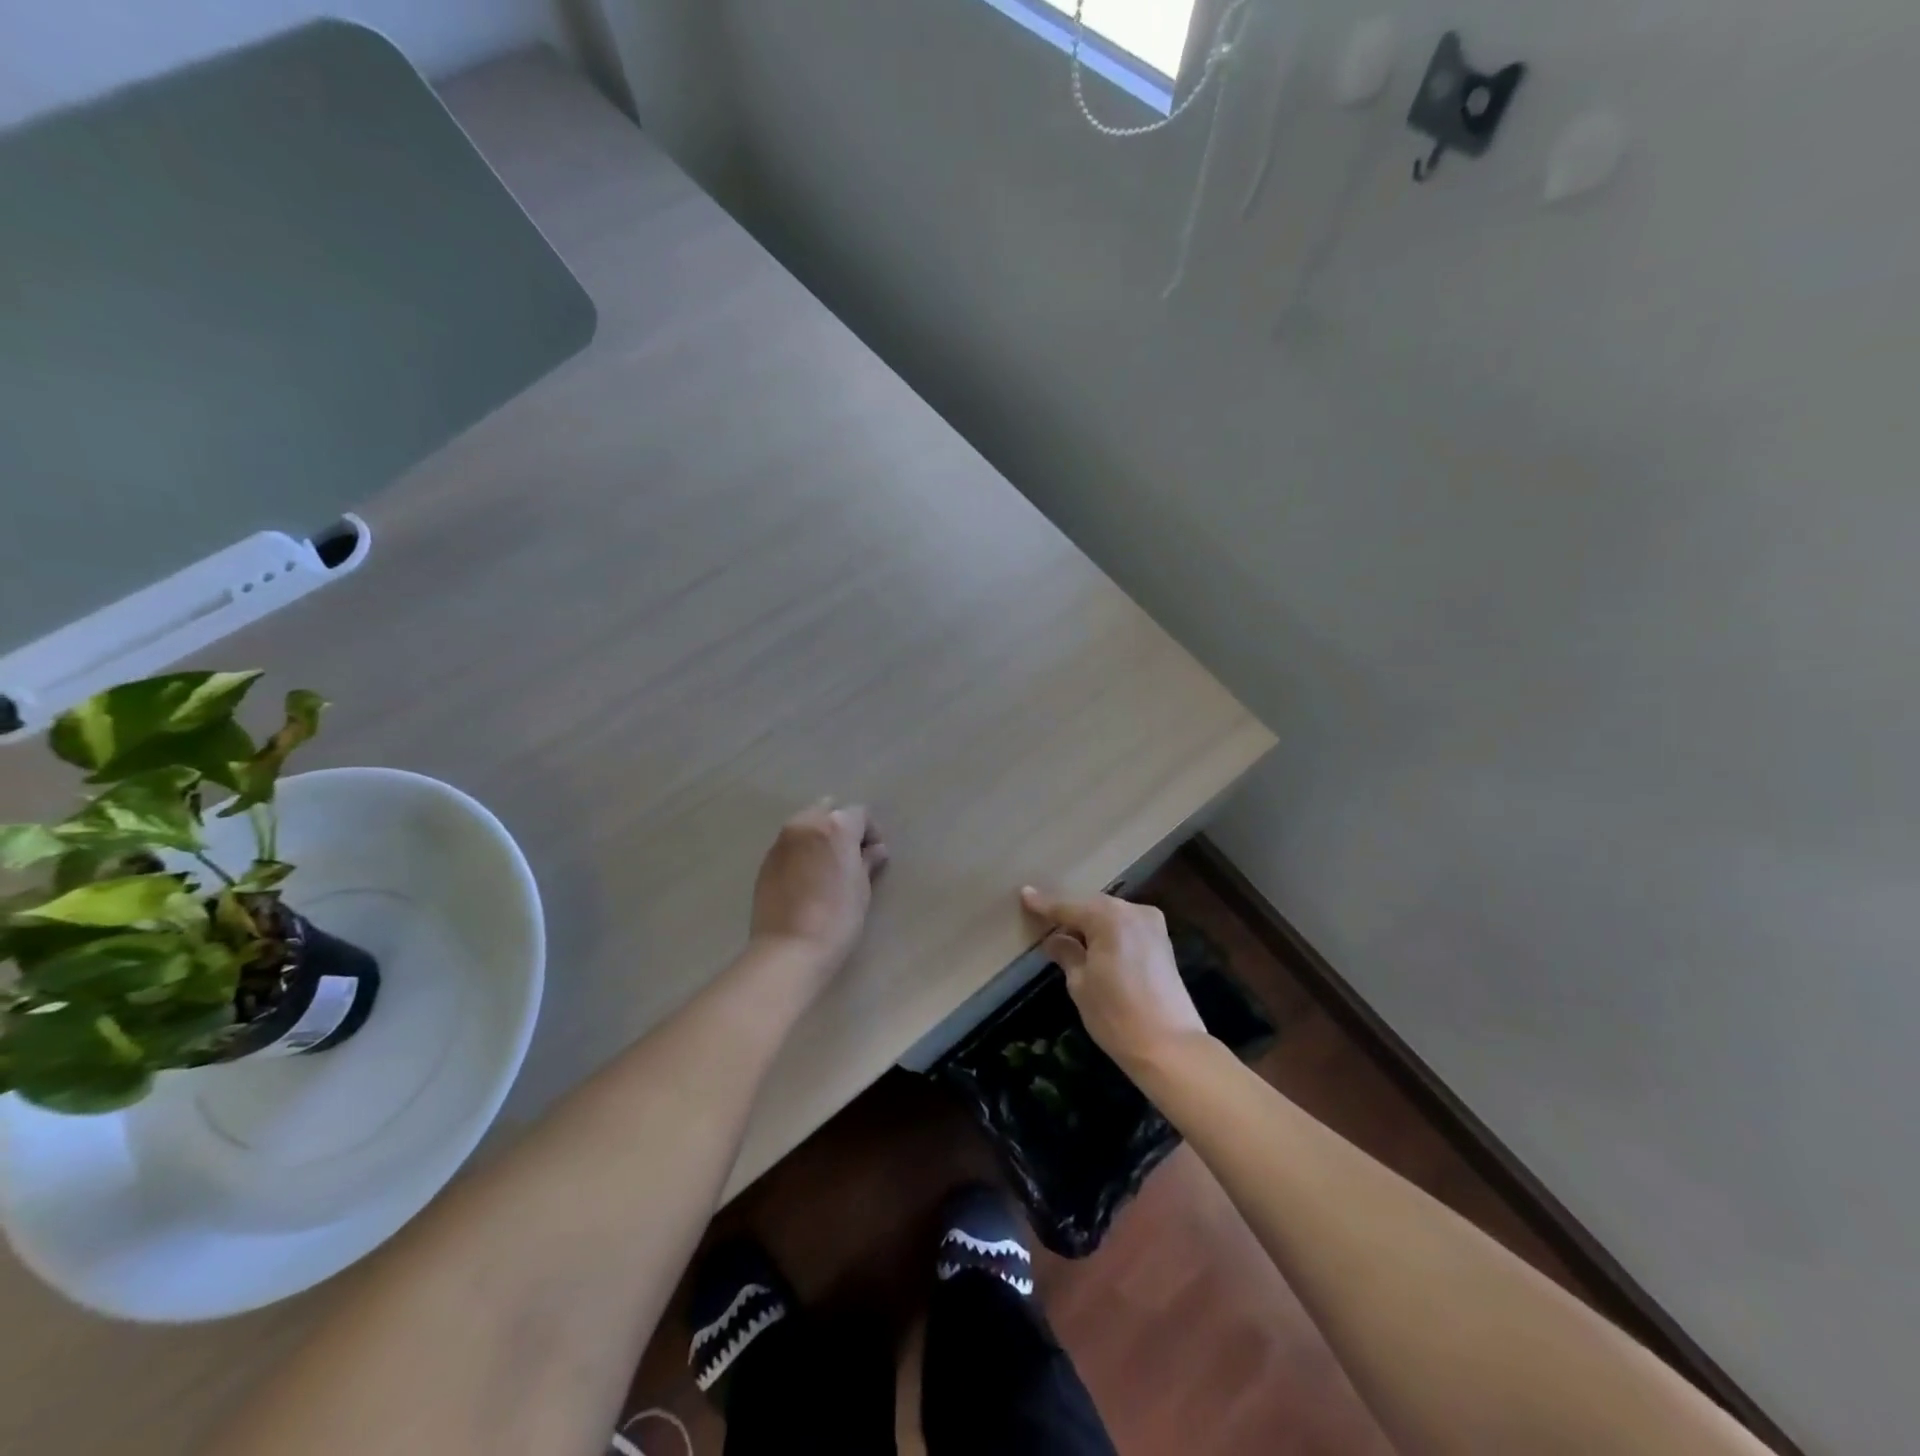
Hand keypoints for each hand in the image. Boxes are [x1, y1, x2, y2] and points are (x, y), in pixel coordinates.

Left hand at [750, 800, 888, 985]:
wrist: (789, 949)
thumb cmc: (837, 918)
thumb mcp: (861, 889)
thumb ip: (868, 861)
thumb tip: (875, 850)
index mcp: (835, 827)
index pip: (859, 814)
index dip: (870, 832)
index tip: (873, 855)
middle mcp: (806, 824)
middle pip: (828, 810)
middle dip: (841, 826)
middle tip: (849, 855)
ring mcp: (781, 841)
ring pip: (806, 824)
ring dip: (819, 837)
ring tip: (826, 866)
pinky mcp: (766, 860)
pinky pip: (789, 844)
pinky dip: (801, 851)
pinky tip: (806, 878)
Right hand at [1020, 886, 1207, 1074]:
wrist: (1170, 1047)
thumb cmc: (1116, 1015)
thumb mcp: (1080, 984)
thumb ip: (1066, 953)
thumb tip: (1054, 940)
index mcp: (1108, 917)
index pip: (1067, 907)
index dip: (1044, 905)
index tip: (1024, 895)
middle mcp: (1133, 911)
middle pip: (1091, 906)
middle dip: (1069, 914)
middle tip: (1043, 920)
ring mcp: (1152, 925)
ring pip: (1110, 915)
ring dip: (1089, 923)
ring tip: (1066, 934)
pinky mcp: (1162, 942)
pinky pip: (1126, 927)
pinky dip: (1108, 932)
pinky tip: (1093, 944)